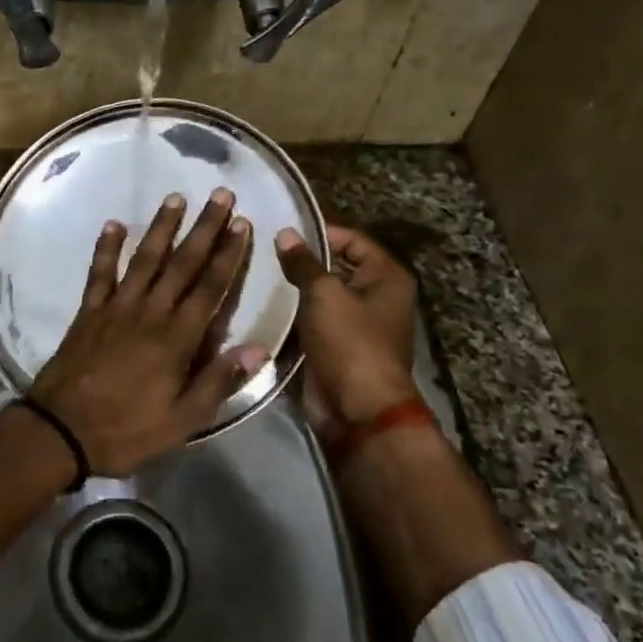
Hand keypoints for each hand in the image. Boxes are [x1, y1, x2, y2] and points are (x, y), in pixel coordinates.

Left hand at [28, 189, 269, 476]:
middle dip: (204, 228)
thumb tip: (260, 348)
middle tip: (220, 195)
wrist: (61, 430)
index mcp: (177, 338)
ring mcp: (116, 307)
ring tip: (176, 197)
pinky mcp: (89, 311)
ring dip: (161, 227)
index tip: (242, 224)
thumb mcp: (182, 420)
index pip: (210, 287)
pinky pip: (99, 272)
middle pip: (182, 263)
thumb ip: (219, 381)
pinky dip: (106, 248)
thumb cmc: (127, 430)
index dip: (228, 254)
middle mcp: (149, 312)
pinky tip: (113, 225)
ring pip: (144, 259)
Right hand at [275, 224, 420, 443]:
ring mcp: (356, 323)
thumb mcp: (324, 294)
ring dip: (294, 289)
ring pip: (320, 295)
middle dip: (302, 261)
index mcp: (386, 277)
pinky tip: (263, 304)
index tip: (280, 230)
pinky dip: (292, 314)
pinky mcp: (336, 346)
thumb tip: (286, 233)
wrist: (358, 410)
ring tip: (256, 273)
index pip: (351, 239)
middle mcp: (376, 296)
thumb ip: (303, 263)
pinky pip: (312, 320)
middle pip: (336, 266)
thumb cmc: (350, 342)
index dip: (319, 232)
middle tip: (261, 250)